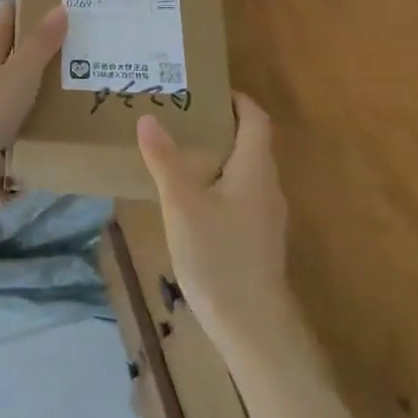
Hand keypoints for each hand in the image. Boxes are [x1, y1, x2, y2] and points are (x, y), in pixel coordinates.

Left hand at [0, 0, 67, 170]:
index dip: (11, 13)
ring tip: (45, 119)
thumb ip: (40, 45)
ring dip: (15, 113)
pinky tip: (21, 186)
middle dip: (19, 62)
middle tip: (50, 58)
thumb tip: (59, 6)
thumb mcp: (21, 74)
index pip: (2, 29)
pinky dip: (6, 169)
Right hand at [136, 93, 298, 356]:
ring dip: (219, 157)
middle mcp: (268, 186)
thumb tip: (149, 118)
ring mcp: (267, 216)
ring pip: (245, 172)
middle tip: (182, 118)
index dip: (236, 100)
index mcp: (255, 168)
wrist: (253, 327)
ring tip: (181, 154)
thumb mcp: (182, 204)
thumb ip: (165, 160)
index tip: (206, 90)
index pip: (255, 119)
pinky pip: (242, 197)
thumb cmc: (219, 256)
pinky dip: (220, 185)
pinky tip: (193, 201)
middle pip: (251, 144)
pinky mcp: (260, 240)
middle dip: (220, 127)